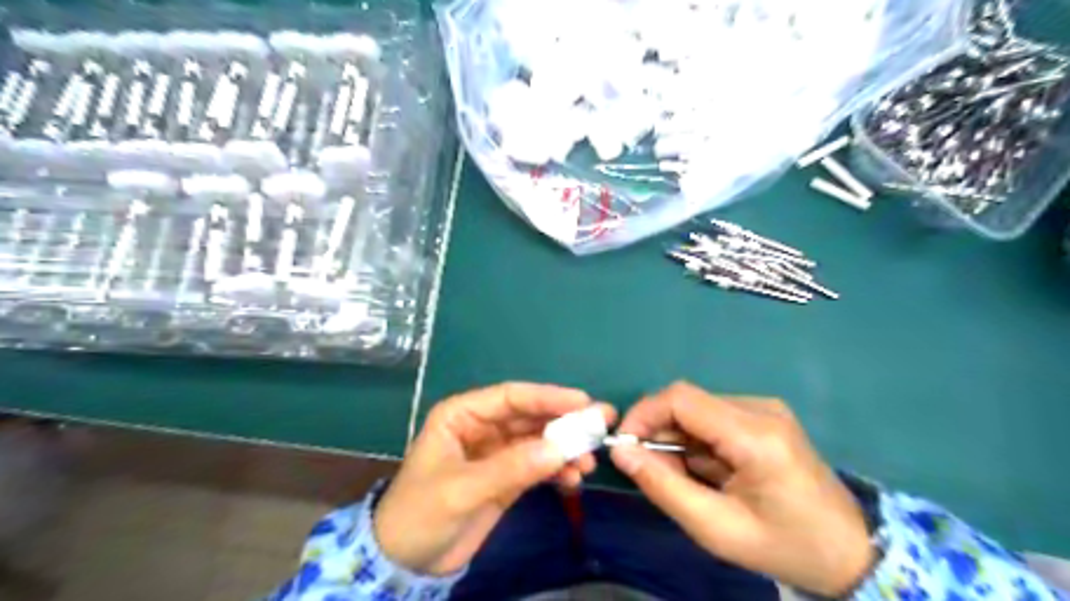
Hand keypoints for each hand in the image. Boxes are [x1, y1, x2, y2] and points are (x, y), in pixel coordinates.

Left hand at [372, 383, 613, 575]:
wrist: (406, 563)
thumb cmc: (420, 514)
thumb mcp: (461, 489)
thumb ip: (510, 468)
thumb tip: (559, 450)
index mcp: (462, 415)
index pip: (510, 398)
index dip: (547, 397)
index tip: (582, 402)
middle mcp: (482, 427)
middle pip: (529, 417)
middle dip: (563, 423)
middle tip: (599, 426)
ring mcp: (497, 453)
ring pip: (538, 441)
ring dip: (564, 449)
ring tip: (588, 462)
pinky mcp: (507, 477)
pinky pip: (538, 466)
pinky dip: (557, 470)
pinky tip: (574, 478)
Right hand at [606, 383, 872, 592]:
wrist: (851, 551)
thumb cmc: (786, 546)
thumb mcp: (717, 529)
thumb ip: (664, 487)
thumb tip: (621, 453)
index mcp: (755, 435)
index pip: (681, 399)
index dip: (643, 415)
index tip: (624, 447)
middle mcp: (760, 409)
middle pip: (687, 402)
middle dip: (659, 433)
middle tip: (654, 473)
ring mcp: (765, 409)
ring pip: (697, 410)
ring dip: (677, 439)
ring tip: (686, 479)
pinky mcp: (765, 416)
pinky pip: (713, 418)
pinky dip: (696, 441)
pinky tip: (707, 471)